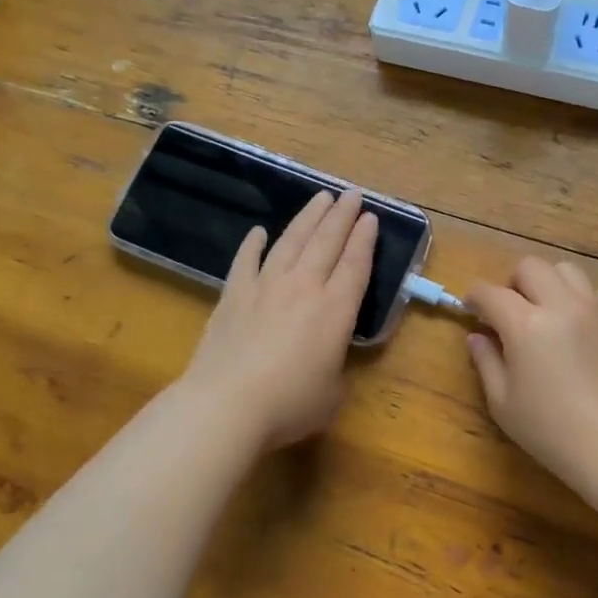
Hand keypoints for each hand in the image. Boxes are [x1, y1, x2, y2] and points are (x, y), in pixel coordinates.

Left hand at [177, 188, 377, 449]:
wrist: (227, 404)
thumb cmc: (289, 404)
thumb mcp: (332, 394)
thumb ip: (336, 368)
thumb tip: (326, 359)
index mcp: (335, 310)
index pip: (355, 265)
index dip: (365, 239)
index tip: (370, 216)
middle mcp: (304, 287)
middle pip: (326, 242)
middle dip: (342, 216)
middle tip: (352, 193)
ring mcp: (265, 286)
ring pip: (291, 241)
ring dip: (308, 218)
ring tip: (320, 198)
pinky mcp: (233, 295)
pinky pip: (246, 260)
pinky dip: (254, 244)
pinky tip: (259, 232)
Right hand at [465, 258, 597, 490]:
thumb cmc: (549, 430)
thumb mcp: (503, 402)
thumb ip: (486, 362)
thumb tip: (477, 337)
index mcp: (525, 324)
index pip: (491, 292)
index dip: (474, 296)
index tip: (469, 309)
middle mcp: (560, 306)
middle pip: (531, 267)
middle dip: (511, 283)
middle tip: (507, 313)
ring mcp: (594, 311)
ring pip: (567, 270)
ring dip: (548, 283)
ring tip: (543, 312)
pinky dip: (582, 298)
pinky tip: (577, 323)